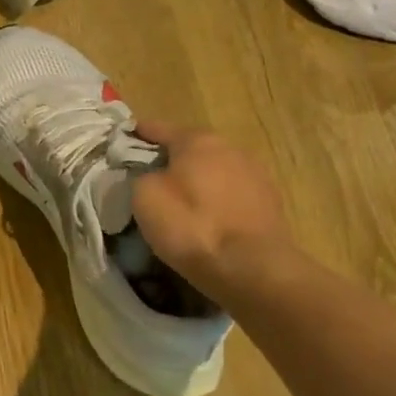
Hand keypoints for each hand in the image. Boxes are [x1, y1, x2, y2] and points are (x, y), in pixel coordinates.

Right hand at [131, 123, 292, 301]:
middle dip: (172, 159)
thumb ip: (142, 176)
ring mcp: (255, 175)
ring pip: (216, 171)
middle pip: (192, 149)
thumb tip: (151, 176)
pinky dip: (218, 201)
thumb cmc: (191, 226)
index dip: (140, 133)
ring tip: (182, 201)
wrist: (250, 267)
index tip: (126, 138)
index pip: (160, 129)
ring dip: (199, 180)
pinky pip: (232, 195)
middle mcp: (230, 148)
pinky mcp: (270, 203)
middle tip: (151, 176)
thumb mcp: (145, 197)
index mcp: (198, 141)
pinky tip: (209, 219)